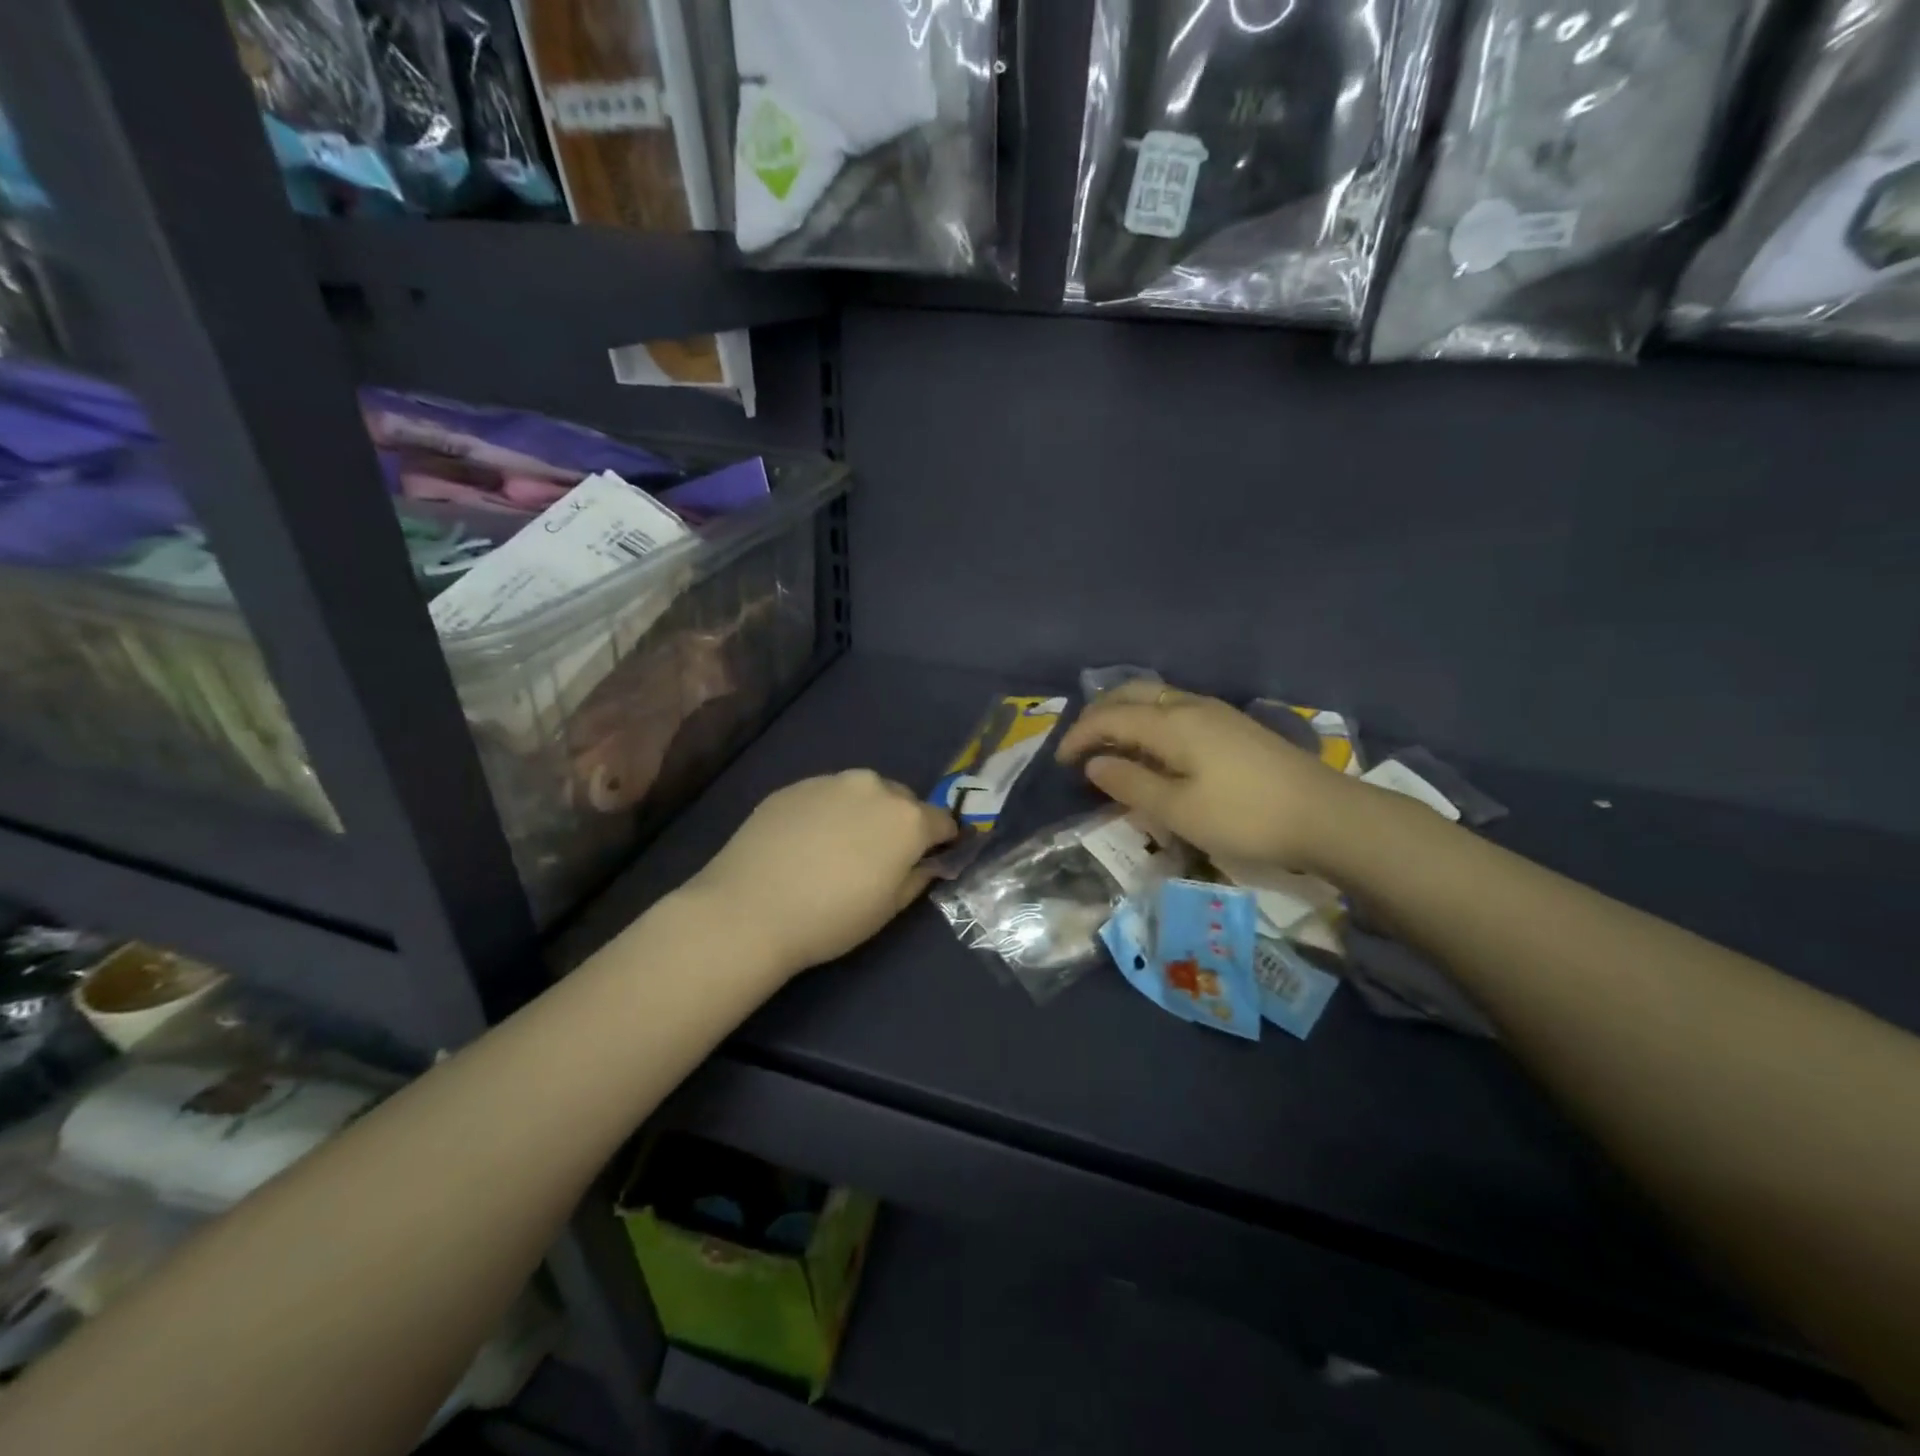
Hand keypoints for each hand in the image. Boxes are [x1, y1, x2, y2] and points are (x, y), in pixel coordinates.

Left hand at [684, 771, 958, 977]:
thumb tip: (928, 862)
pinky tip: (804, 844)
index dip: (940, 841)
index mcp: (908, 818)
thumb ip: (918, 877)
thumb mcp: (889, 909)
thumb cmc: (831, 918)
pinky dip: (827, 812)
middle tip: (877, 858)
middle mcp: (875, 787)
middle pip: (902, 801)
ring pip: (862, 793)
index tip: (928, 860)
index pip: (943, 820)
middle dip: (900, 823)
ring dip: (862, 813)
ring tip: (836, 849)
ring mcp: (831, 781)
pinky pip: (826, 796)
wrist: (750, 909)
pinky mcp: (794, 786)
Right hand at [1056, 683, 1358, 871]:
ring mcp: (1216, 712)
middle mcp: (1190, 706)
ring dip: (1125, 715)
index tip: (1060, 763)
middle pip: (1131, 694)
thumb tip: (1095, 764)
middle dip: (1099, 715)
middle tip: (1081, 746)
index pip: (1110, 717)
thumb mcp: (1178, 810)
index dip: (1079, 736)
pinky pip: (1175, 710)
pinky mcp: (1233, 726)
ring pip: (1156, 698)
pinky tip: (1154, 748)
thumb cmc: (1244, 816)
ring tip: (1111, 746)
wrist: (1326, 815)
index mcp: (1171, 723)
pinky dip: (1149, 721)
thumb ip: (1131, 784)